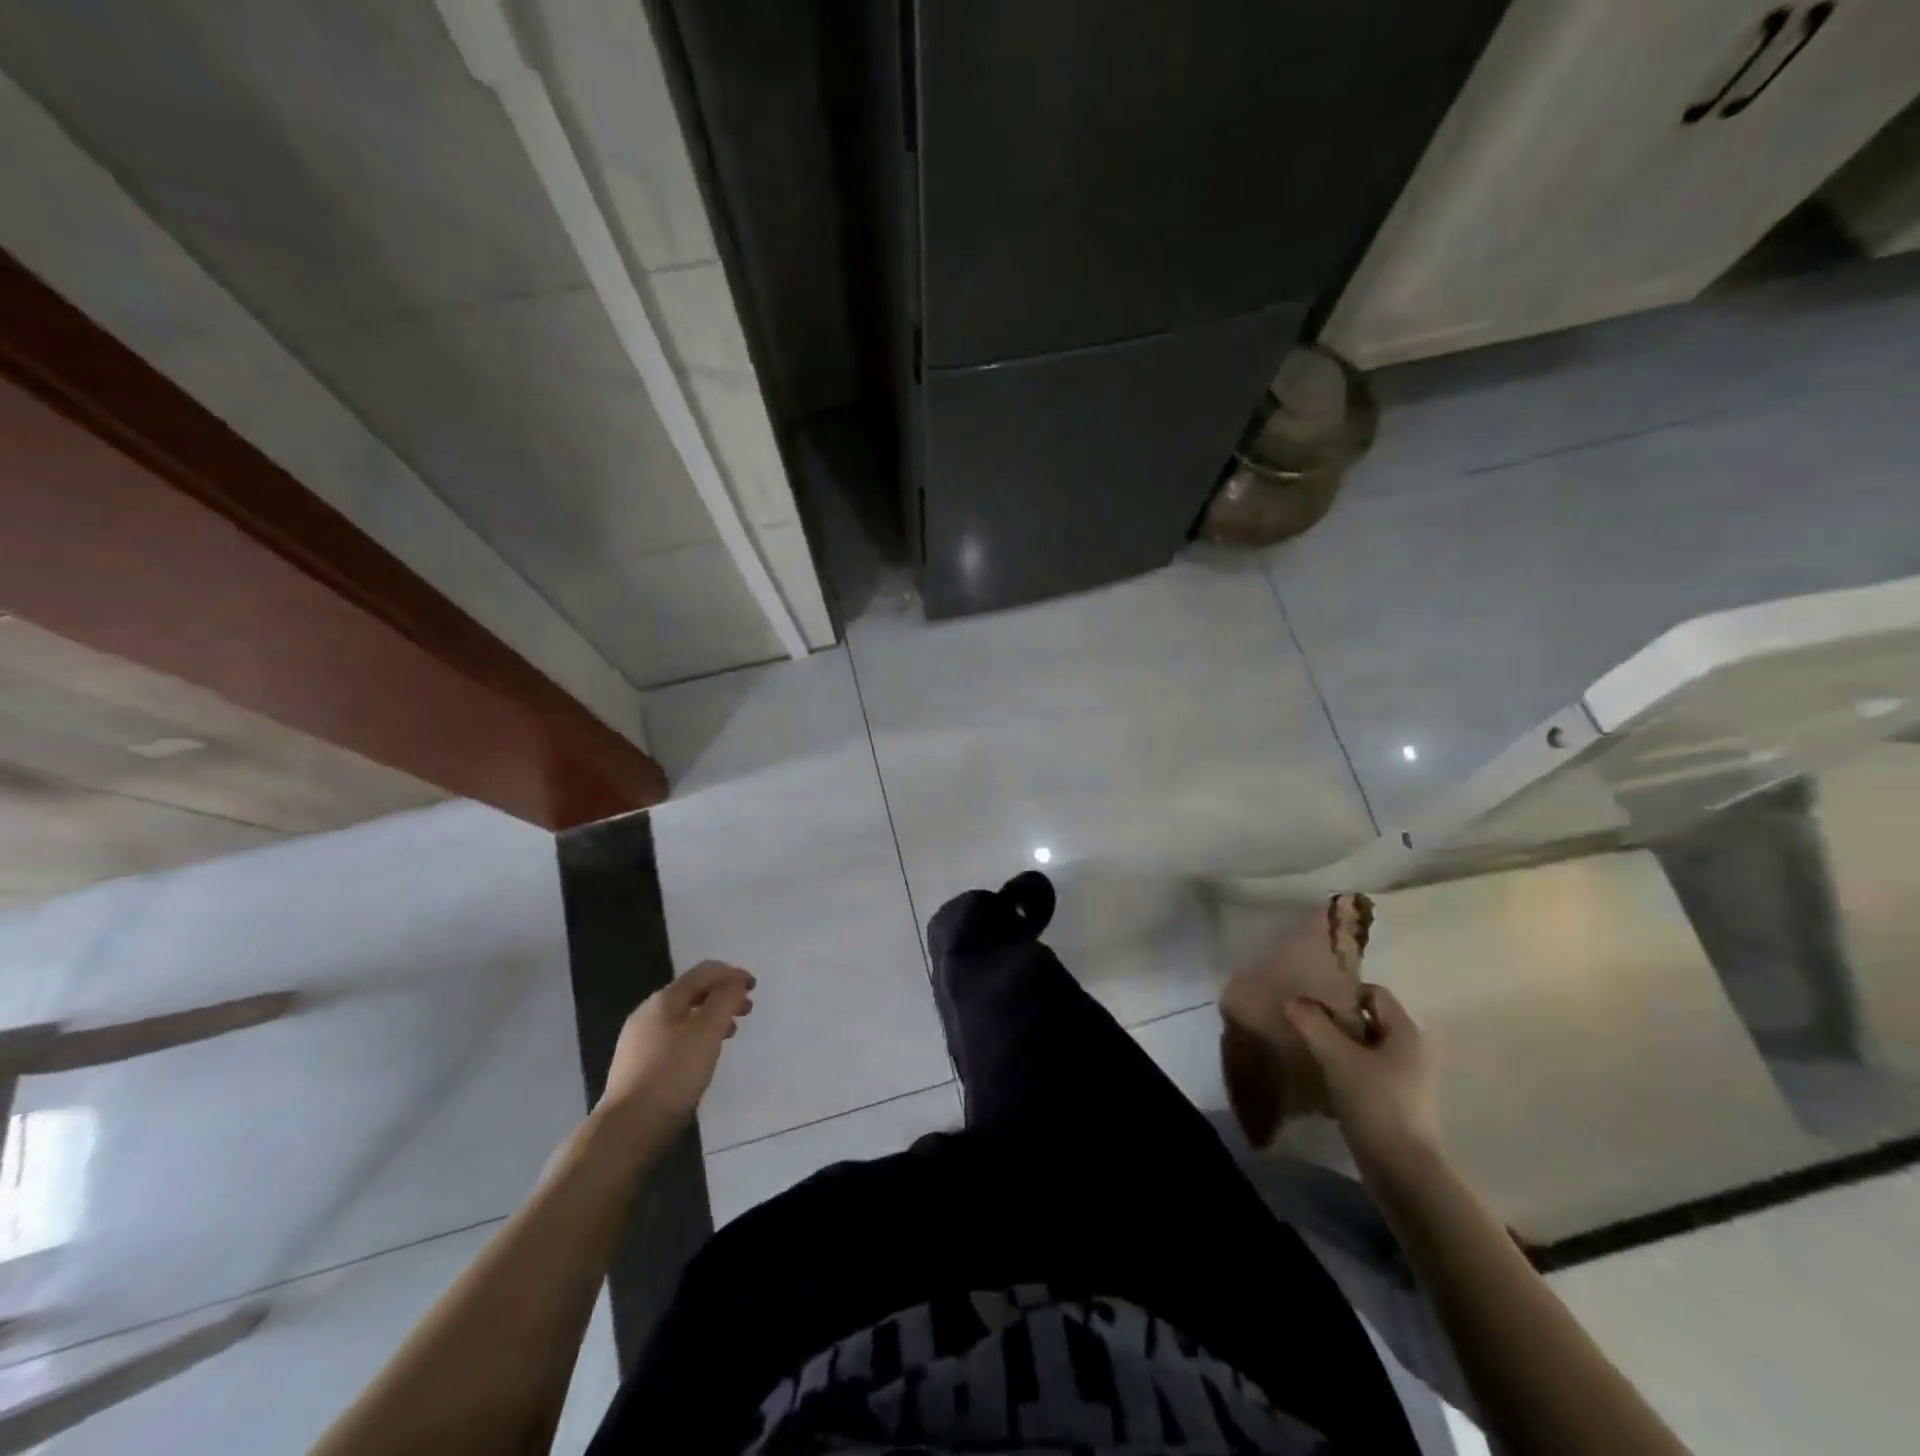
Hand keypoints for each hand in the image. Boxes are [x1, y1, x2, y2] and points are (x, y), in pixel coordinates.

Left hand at [599, 961, 754, 1133]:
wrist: (629, 1127)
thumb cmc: (674, 1073)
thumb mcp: (707, 1031)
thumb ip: (725, 1000)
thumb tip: (735, 983)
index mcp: (664, 999)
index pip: (703, 972)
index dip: (732, 973)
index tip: (754, 987)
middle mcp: (648, 1013)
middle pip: (693, 992)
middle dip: (723, 995)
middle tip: (747, 1010)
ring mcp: (639, 1039)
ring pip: (684, 1016)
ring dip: (711, 1016)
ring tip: (730, 1033)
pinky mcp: (638, 1064)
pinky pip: (674, 1036)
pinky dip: (696, 1035)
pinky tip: (703, 1055)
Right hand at [1285, 983, 1442, 1177]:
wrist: (1404, 1173)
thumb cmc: (1375, 1104)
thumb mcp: (1337, 1058)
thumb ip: (1313, 1024)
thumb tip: (1293, 1001)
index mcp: (1407, 1033)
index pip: (1374, 993)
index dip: (1343, 993)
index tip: (1314, 1005)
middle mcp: (1413, 1051)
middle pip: (1369, 1020)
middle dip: (1337, 1020)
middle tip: (1305, 1026)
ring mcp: (1408, 1080)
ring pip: (1366, 1048)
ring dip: (1339, 1046)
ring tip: (1310, 1052)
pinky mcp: (1398, 1103)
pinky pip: (1368, 1073)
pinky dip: (1346, 1070)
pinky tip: (1324, 1080)